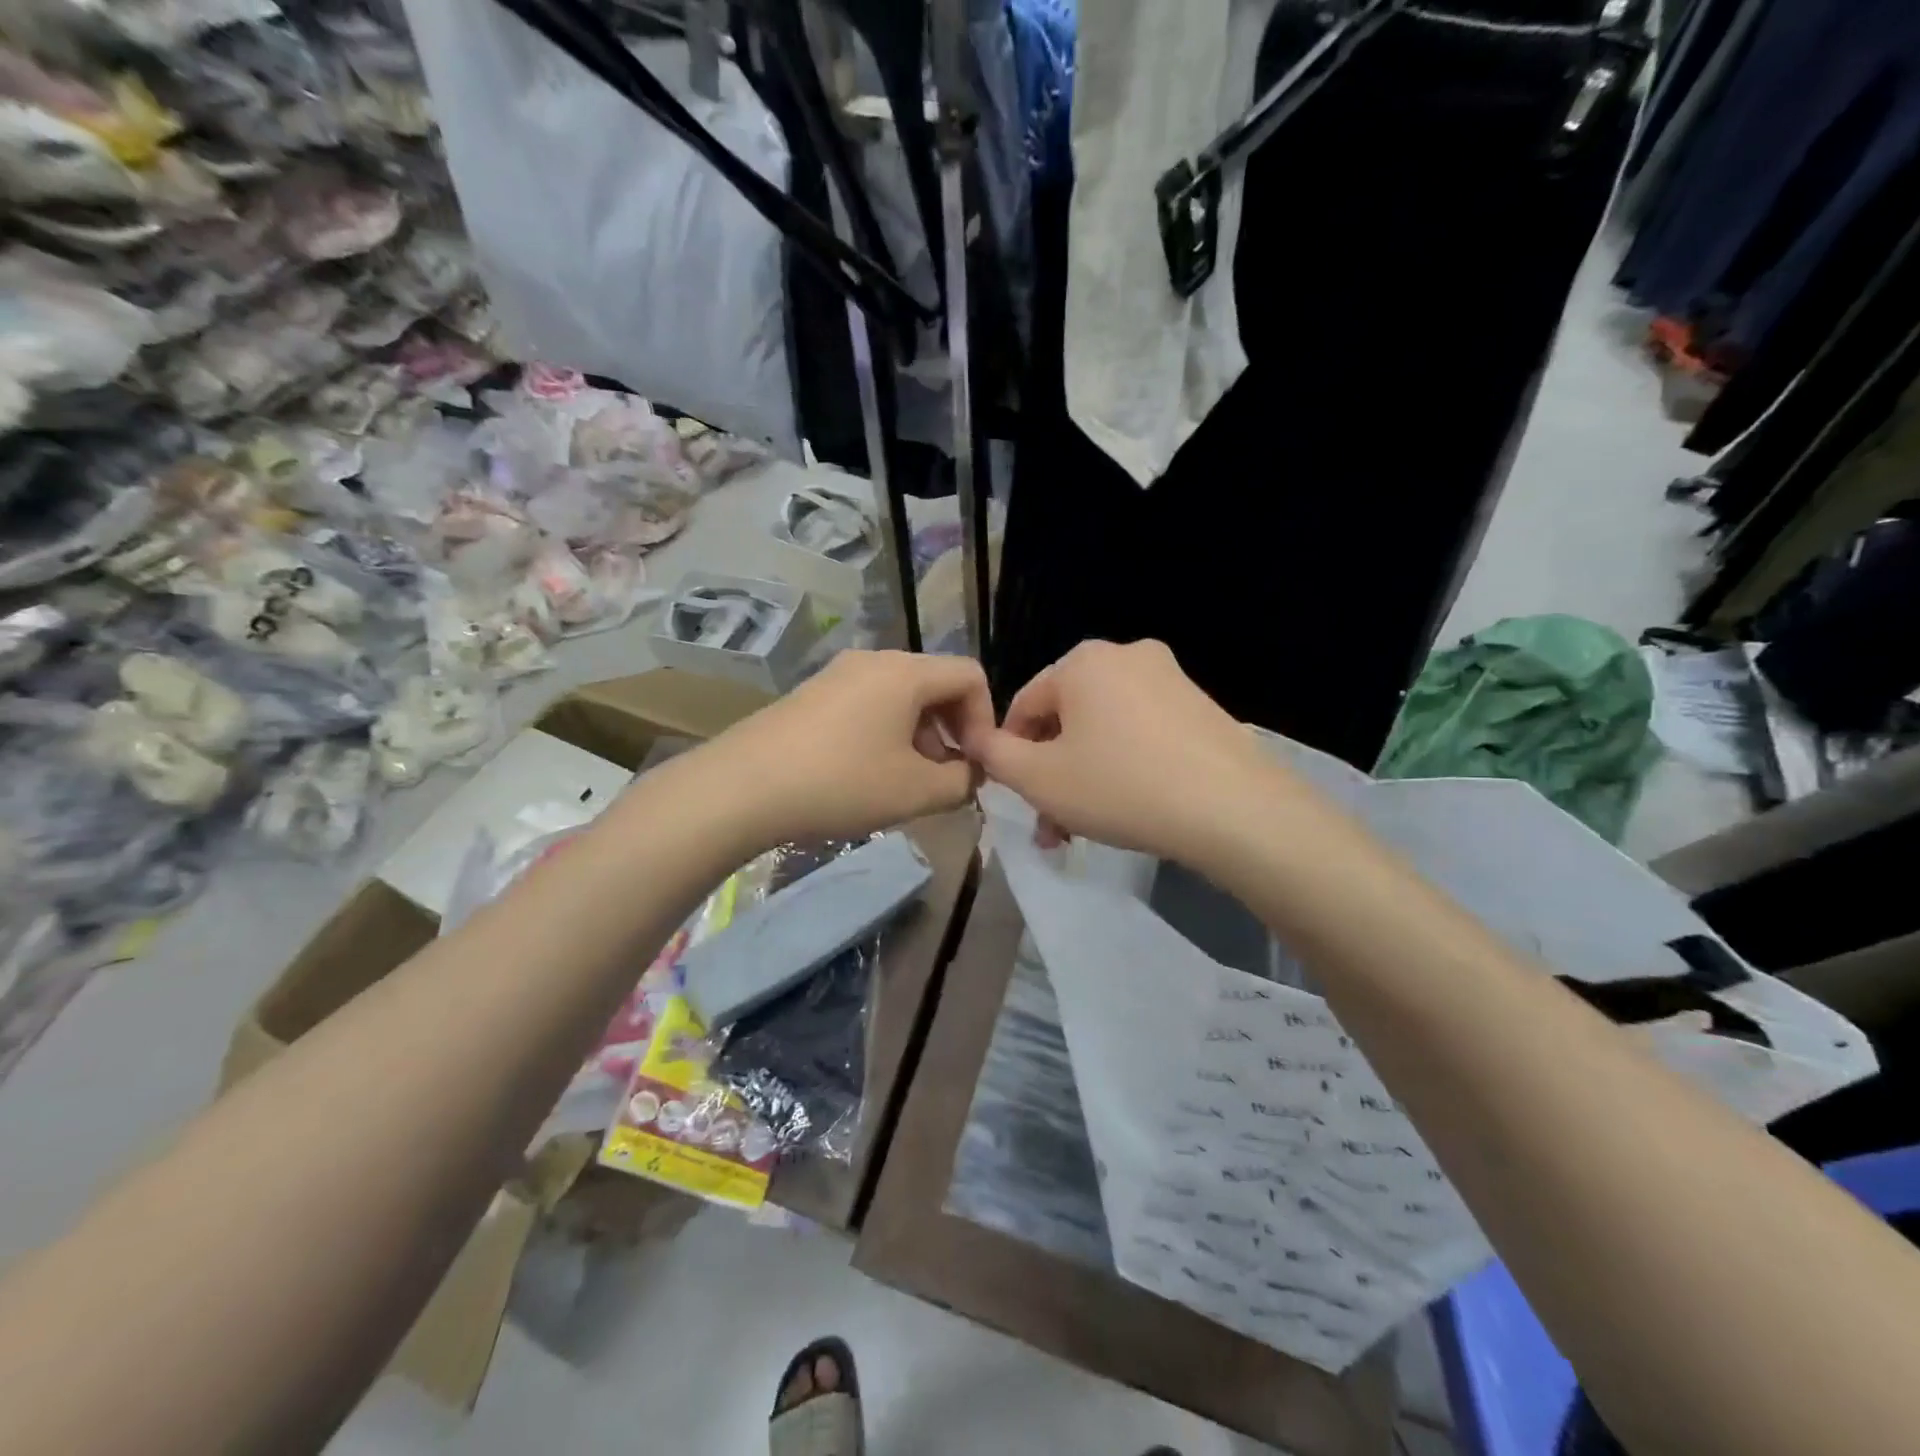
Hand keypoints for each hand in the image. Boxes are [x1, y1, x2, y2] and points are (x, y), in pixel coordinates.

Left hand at [705, 650, 994, 847]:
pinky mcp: (812, 694)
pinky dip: (885, 733)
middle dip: (952, 729)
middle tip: (944, 776)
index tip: (974, 764)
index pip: (970, 676)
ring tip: (906, 781)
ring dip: (919, 735)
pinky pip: (867, 704)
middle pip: (935, 683)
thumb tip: (969, 774)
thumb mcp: (916, 791)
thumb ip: (961, 782)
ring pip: (900, 696)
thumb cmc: (842, 782)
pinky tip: (867, 773)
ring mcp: (838, 674)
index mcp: (906, 672)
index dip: (985, 719)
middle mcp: (874, 660)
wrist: (743, 786)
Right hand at [961, 639, 1282, 864]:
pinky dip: (1123, 768)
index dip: (1009, 754)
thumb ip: (995, 756)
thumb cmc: (1120, 787)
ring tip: (1080, 830)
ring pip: (1104, 731)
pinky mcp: (1201, 708)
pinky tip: (1126, 810)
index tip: (1016, 798)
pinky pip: (1142, 735)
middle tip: (1049, 825)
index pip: (1023, 706)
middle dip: (1050, 774)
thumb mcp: (1039, 779)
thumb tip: (977, 740)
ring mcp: (1170, 679)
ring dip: (1083, 778)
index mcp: (1082, 661)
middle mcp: (1127, 656)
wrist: (1233, 809)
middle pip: (1066, 719)